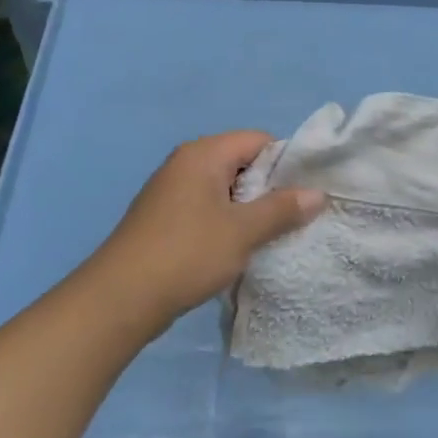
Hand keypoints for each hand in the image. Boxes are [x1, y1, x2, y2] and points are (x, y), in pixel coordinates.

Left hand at [92, 131, 325, 326]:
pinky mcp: (165, 218)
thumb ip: (282, 209)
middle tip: (294, 216)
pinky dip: (227, 222)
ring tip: (271, 234)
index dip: (286, 162)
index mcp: (203, 154)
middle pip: (241, 162)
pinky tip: (238, 247)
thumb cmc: (187, 254)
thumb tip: (317, 193)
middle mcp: (185, 164)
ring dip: (249, 209)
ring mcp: (171, 191)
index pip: (258, 140)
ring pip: (225, 189)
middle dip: (270, 188)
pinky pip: (207, 208)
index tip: (305, 192)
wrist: (121, 298)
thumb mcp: (243, 231)